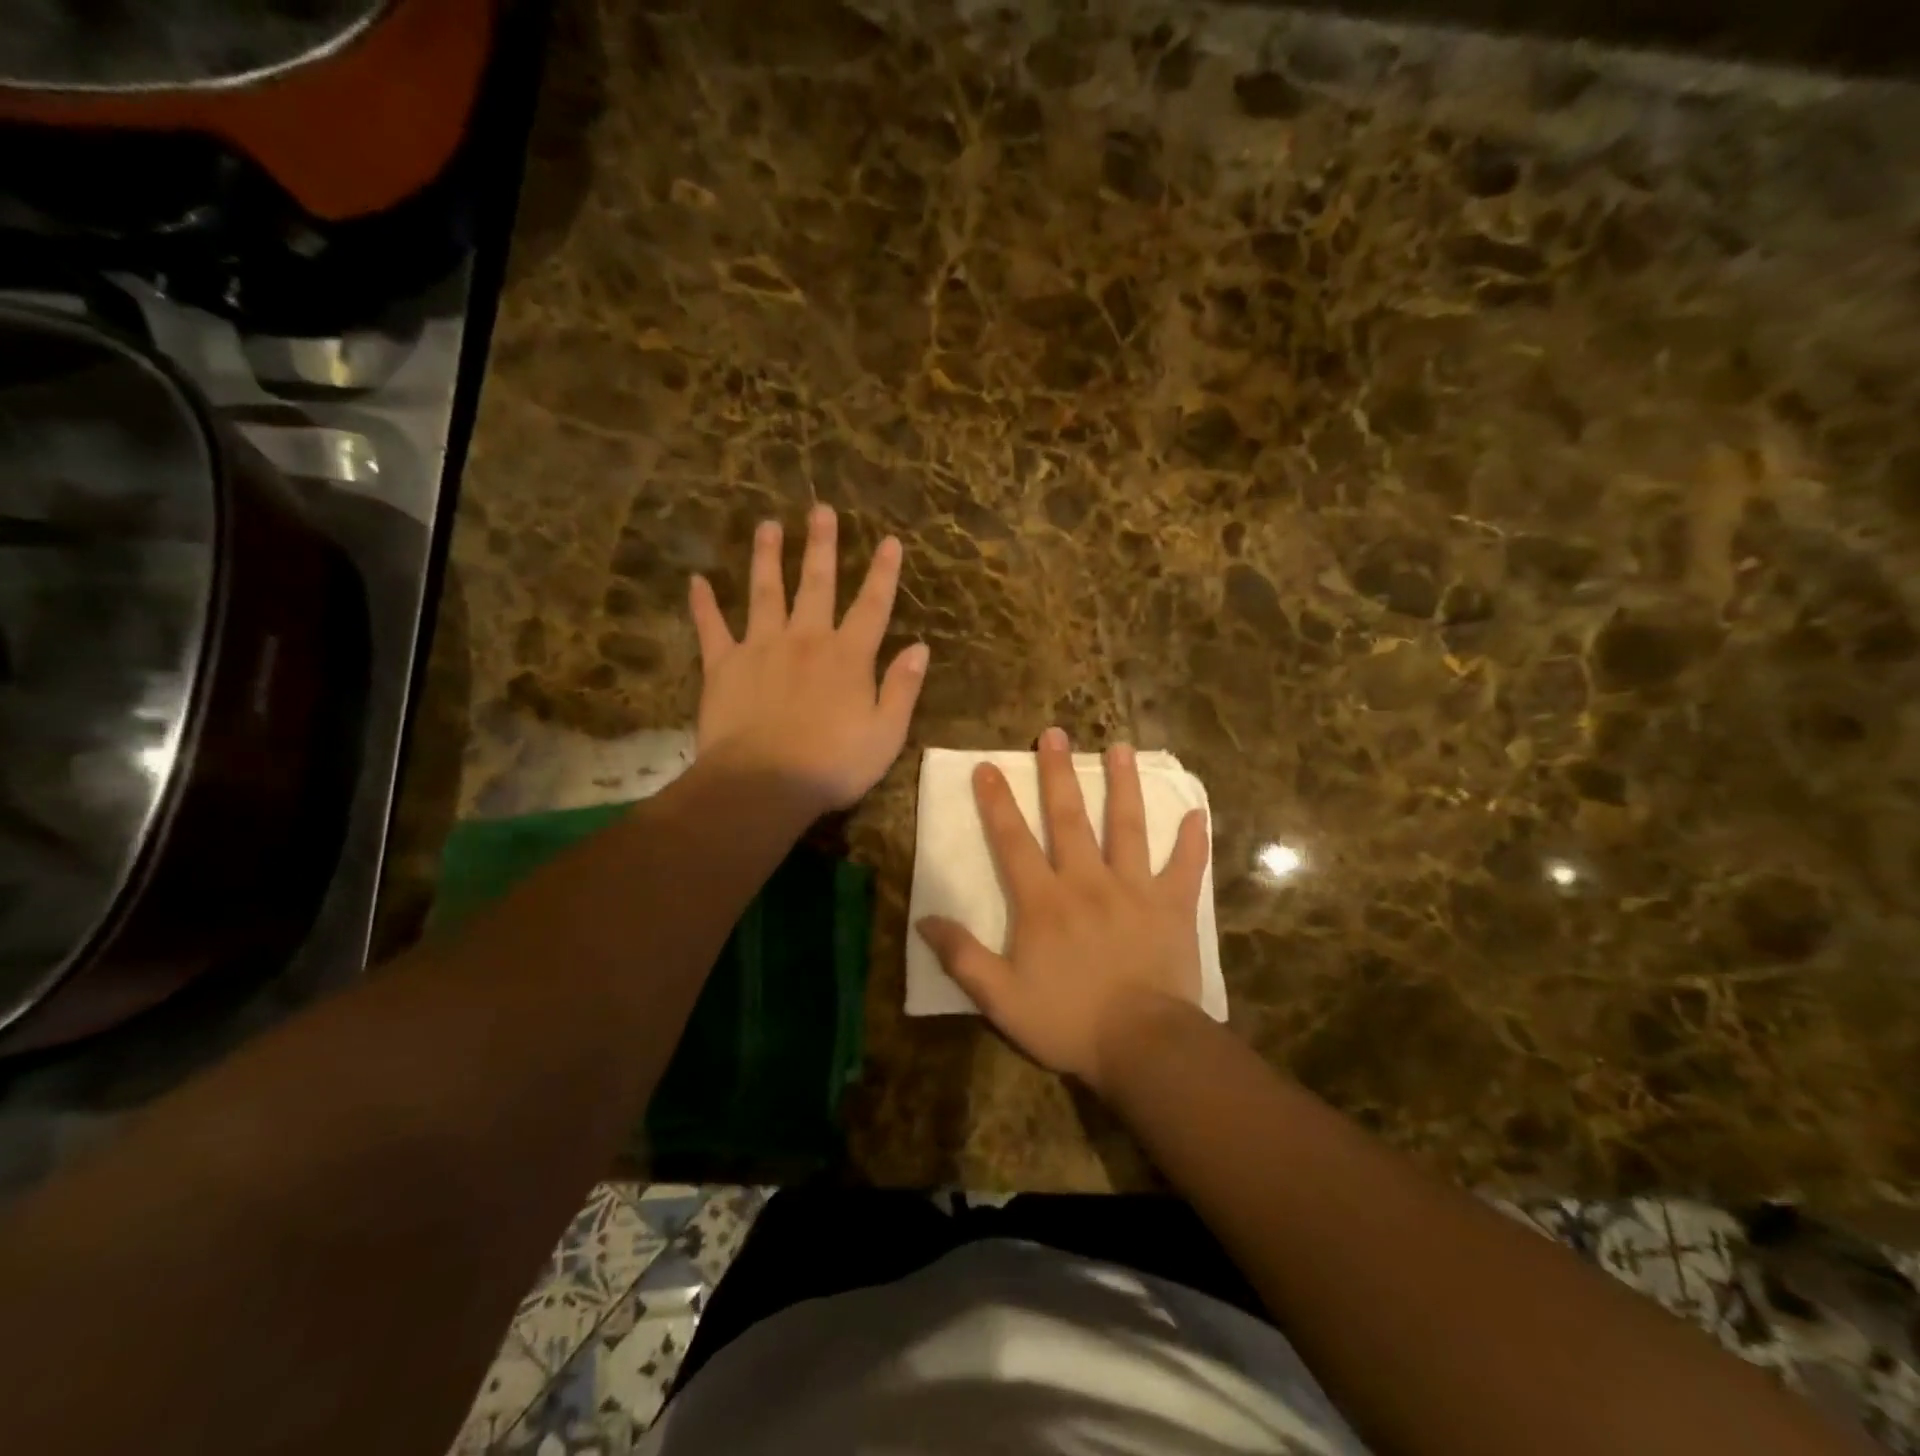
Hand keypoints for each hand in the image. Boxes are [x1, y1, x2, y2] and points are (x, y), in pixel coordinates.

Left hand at [690, 505, 926, 812]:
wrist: (764, 784)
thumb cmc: (833, 765)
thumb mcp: (886, 734)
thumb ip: (903, 688)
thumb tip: (920, 648)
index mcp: (848, 657)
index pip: (872, 606)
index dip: (883, 573)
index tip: (890, 541)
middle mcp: (806, 639)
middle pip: (817, 584)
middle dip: (821, 546)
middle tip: (820, 510)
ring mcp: (761, 647)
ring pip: (765, 592)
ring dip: (767, 557)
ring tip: (767, 525)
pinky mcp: (724, 665)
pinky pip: (711, 628)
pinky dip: (704, 604)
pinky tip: (697, 581)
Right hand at [917, 727, 1210, 1094]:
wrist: (1143, 1045)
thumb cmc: (1068, 1021)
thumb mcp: (1000, 998)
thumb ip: (962, 956)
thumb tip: (925, 919)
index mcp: (1044, 901)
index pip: (1013, 840)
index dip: (998, 802)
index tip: (988, 766)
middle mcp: (1087, 881)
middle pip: (1070, 818)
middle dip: (1059, 774)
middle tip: (1056, 734)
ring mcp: (1134, 889)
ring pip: (1128, 827)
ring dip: (1123, 785)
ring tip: (1122, 748)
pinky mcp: (1172, 906)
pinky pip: (1185, 867)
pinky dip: (1192, 840)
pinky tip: (1196, 812)